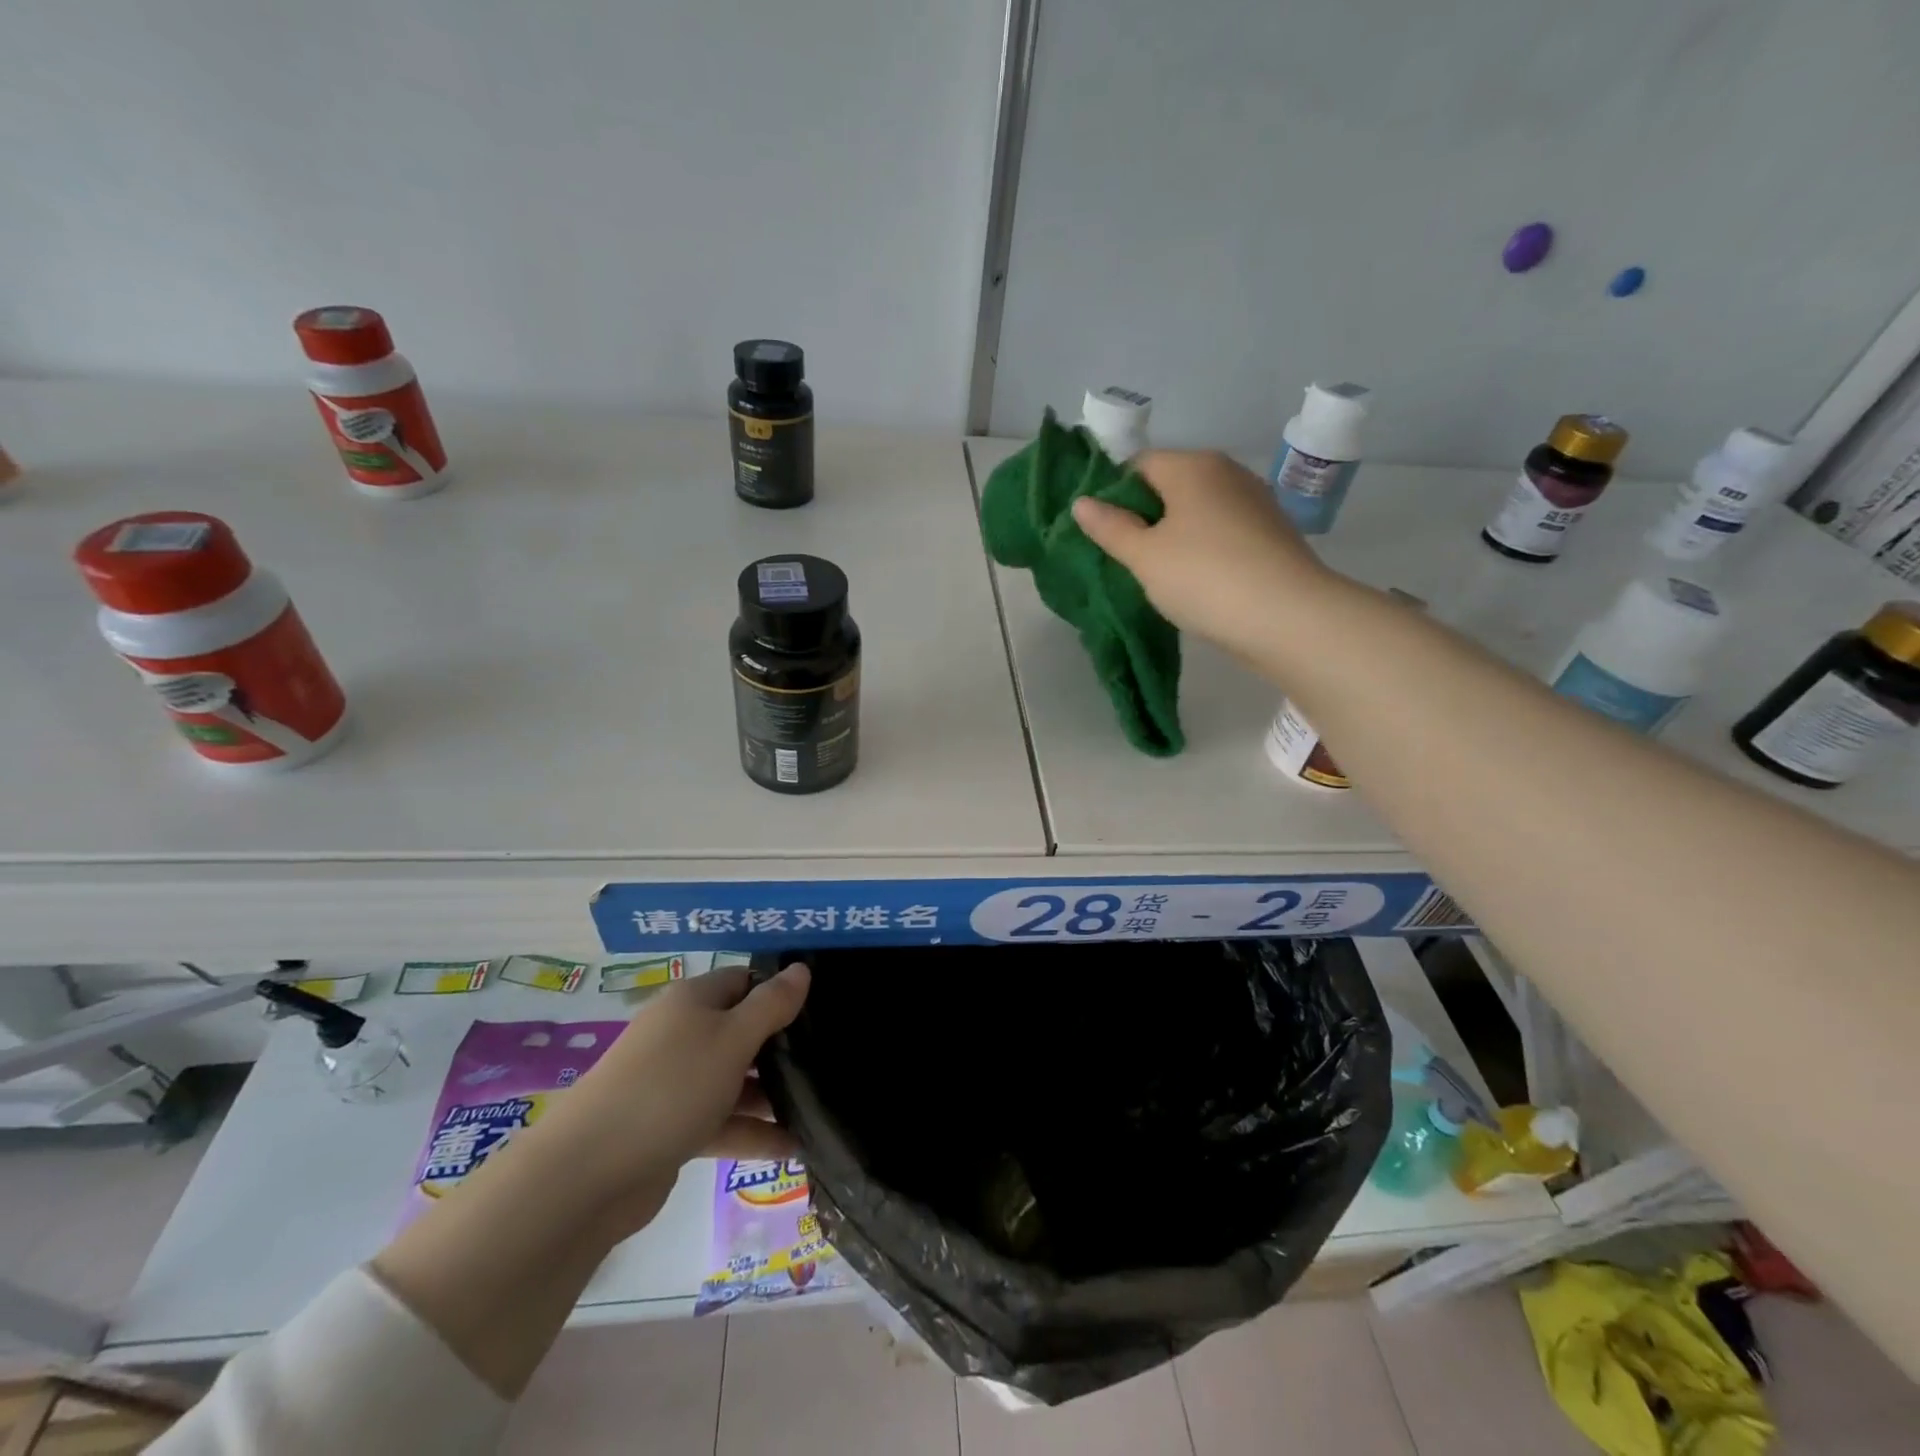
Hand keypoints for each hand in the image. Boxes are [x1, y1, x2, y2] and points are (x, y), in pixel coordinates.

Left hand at [518, 964, 810, 1239]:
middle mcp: (682, 1034)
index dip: (780, 990)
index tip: (821, 1009)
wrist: (587, 1174)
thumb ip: (771, 1004)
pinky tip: (794, 1148)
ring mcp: (674, 1083)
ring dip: (772, 1094)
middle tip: (830, 1059)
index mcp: (693, 1001)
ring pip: (733, 1079)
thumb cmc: (670, 1087)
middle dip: (782, 1046)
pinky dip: (752, 1132)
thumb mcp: (732, 1039)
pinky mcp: (670, 1128)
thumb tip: (801, 969)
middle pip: (741, 1030)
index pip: (745, 980)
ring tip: (822, 1107)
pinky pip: (721, 1121)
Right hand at [1072, 449, 1334, 665]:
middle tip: (1127, 559)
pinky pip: (1223, 532)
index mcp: (1192, 466)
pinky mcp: (1272, 533)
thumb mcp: (1144, 557)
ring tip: (1160, 575)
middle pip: (1170, 486)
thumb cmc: (1203, 577)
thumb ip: (1110, 527)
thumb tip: (1082, 502)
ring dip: (1175, 536)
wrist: (1287, 616)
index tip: (1104, 534)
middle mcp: (1227, 472)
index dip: (1114, 495)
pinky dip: (1204, 549)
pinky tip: (1198, 581)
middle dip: (1145, 517)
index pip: (1139, 465)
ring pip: (1198, 511)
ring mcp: (1255, 501)